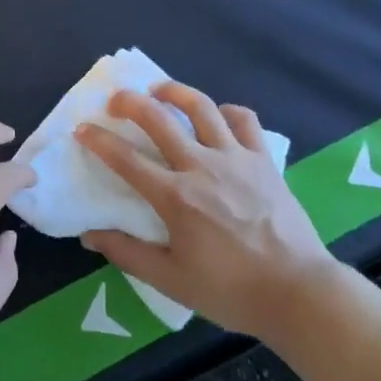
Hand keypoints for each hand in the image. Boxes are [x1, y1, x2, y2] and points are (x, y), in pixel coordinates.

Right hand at [79, 83, 341, 340]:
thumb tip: (90, 235)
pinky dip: (227, 110)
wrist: (298, 291)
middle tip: (115, 99)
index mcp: (176, 197)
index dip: (99, 140)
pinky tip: (217, 116)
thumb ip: (128, 254)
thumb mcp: (171, 280)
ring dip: (175, 91)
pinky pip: (244, 120)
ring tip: (160, 89)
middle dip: (131, 102)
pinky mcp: (263, 159)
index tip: (83, 128)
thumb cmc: (231, 290)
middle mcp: (202, 166)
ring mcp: (236, 157)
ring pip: (202, 106)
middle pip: (160, 118)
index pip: (126, 159)